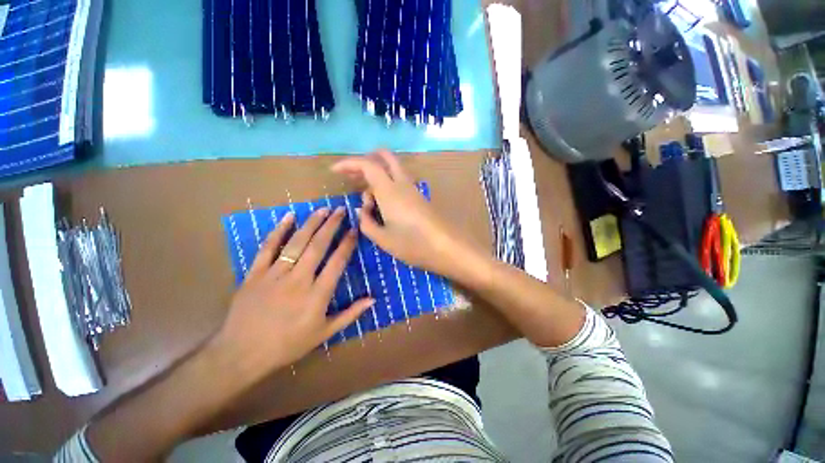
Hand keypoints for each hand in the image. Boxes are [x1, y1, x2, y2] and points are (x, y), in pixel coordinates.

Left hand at [212, 207, 373, 376]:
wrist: (242, 354)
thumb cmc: (288, 344)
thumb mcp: (324, 333)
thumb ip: (350, 314)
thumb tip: (373, 299)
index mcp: (317, 294)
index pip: (337, 262)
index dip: (347, 243)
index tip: (354, 229)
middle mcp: (299, 279)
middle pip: (318, 246)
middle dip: (332, 225)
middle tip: (341, 210)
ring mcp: (275, 274)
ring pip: (297, 243)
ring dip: (311, 223)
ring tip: (323, 209)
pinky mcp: (255, 273)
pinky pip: (268, 248)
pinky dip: (279, 231)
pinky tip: (289, 216)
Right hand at [331, 150, 476, 278]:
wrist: (447, 248)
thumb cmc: (413, 244)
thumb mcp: (383, 238)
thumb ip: (367, 223)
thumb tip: (362, 210)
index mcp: (389, 190)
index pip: (367, 165)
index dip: (348, 163)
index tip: (334, 171)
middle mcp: (402, 183)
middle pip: (385, 157)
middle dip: (366, 161)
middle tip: (353, 176)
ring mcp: (413, 189)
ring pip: (392, 170)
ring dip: (377, 177)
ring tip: (368, 202)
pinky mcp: (419, 197)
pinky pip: (399, 182)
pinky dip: (387, 186)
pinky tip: (383, 206)